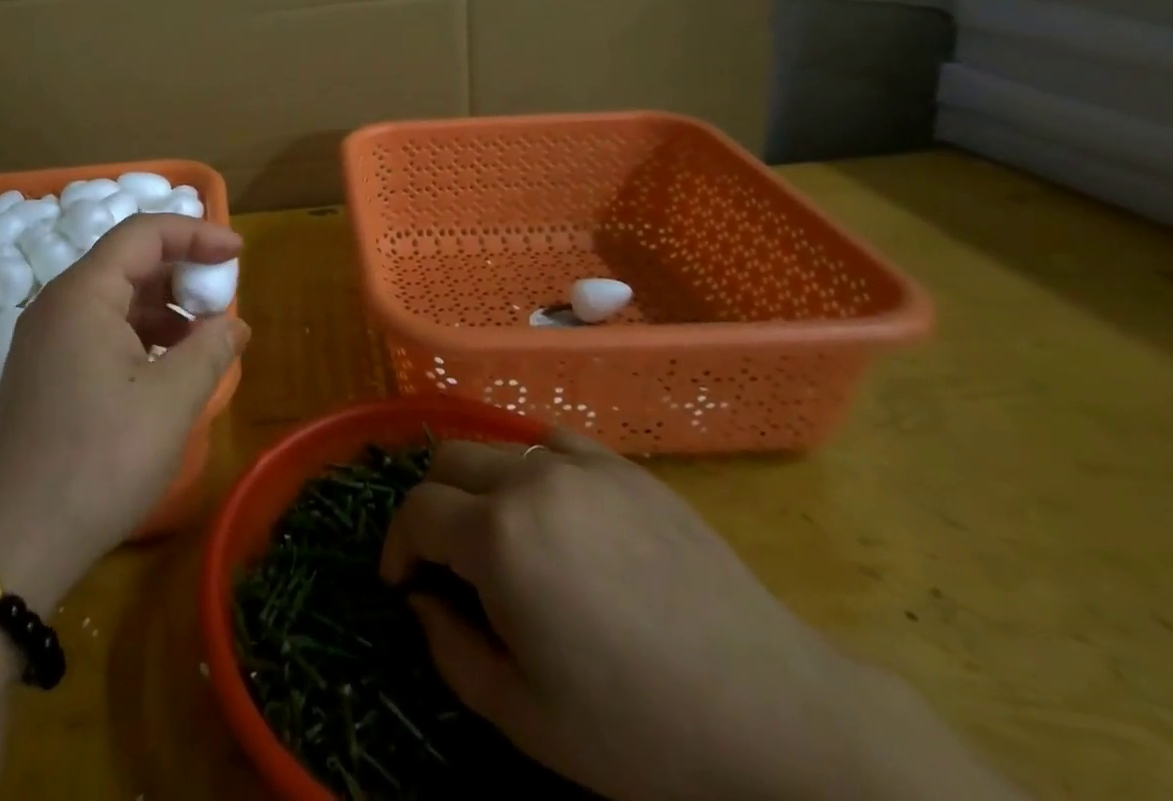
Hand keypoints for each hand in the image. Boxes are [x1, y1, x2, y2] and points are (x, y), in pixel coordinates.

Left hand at [0, 215, 248, 609]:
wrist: (8, 546)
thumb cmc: (97, 460)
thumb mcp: (170, 402)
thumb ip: (210, 350)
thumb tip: (234, 324)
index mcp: (84, 293)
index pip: (143, 233)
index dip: (195, 232)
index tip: (238, 253)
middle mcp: (58, 303)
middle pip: (128, 262)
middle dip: (181, 272)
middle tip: (222, 300)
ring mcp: (45, 339)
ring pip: (115, 299)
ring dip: (163, 308)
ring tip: (203, 340)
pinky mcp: (43, 372)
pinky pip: (99, 330)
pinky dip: (140, 336)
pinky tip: (166, 370)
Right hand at [380, 429, 867, 800]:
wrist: (774, 717)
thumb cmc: (640, 730)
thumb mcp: (525, 716)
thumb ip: (450, 649)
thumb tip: (422, 601)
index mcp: (498, 536)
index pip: (416, 511)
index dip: (398, 546)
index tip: (404, 582)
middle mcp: (529, 479)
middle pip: (447, 460)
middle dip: (432, 506)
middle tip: (448, 559)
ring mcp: (581, 465)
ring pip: (496, 446)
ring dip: (479, 484)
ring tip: (503, 535)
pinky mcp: (624, 467)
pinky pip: (552, 442)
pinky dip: (532, 466)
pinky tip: (556, 511)